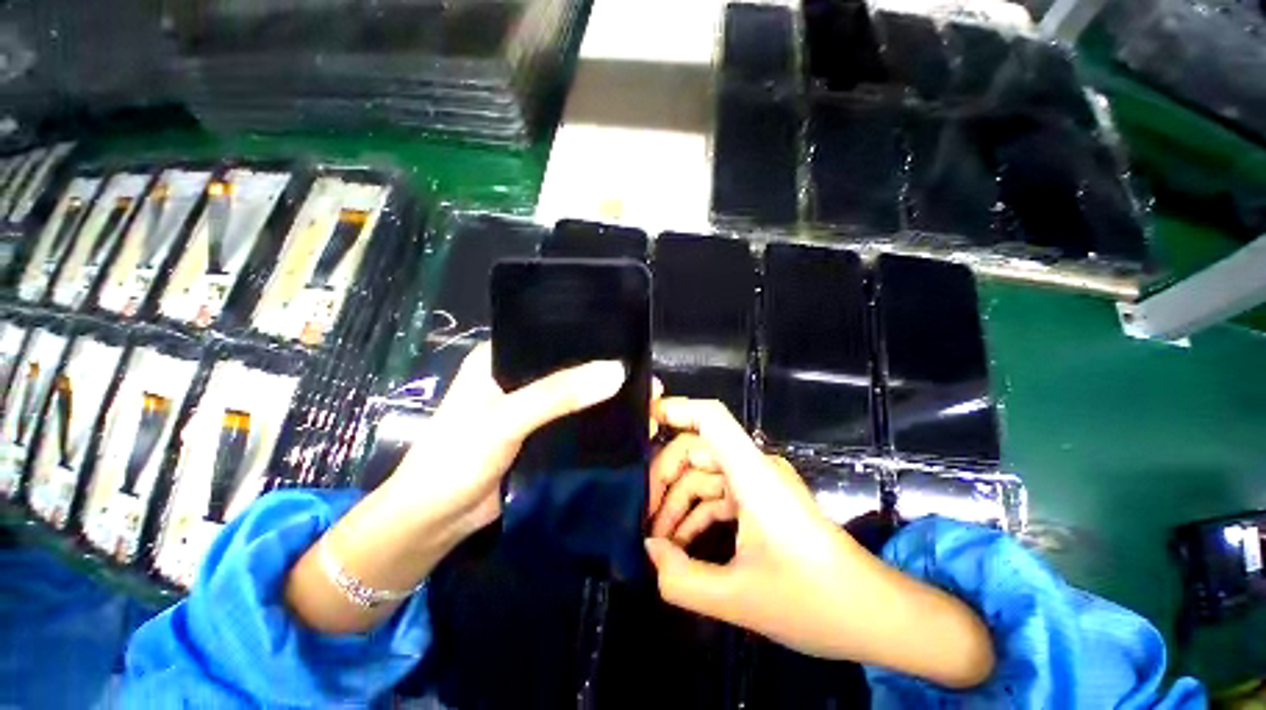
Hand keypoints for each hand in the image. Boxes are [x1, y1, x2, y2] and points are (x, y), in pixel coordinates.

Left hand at [286, 343, 626, 633]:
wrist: (434, 523)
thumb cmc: (455, 460)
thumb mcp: (505, 420)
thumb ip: (558, 395)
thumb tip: (617, 372)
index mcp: (500, 357)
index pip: (551, 335)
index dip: (588, 337)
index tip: (628, 340)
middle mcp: (517, 376)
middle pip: (569, 366)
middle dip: (605, 370)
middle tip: (648, 373)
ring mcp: (530, 408)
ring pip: (575, 394)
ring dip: (605, 397)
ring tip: (648, 396)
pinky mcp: (540, 435)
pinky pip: (575, 421)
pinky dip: (598, 421)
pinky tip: (626, 421)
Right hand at [644, 398, 994, 688]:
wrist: (876, 616)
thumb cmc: (814, 601)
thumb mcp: (739, 598)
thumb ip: (682, 580)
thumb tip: (650, 551)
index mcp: (752, 473)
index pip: (711, 418)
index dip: (676, 409)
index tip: (643, 421)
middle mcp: (755, 468)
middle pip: (697, 449)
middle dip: (664, 477)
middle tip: (640, 513)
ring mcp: (759, 484)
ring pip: (704, 475)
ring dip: (678, 502)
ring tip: (655, 539)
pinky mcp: (762, 501)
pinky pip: (719, 495)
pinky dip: (696, 513)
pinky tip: (681, 544)